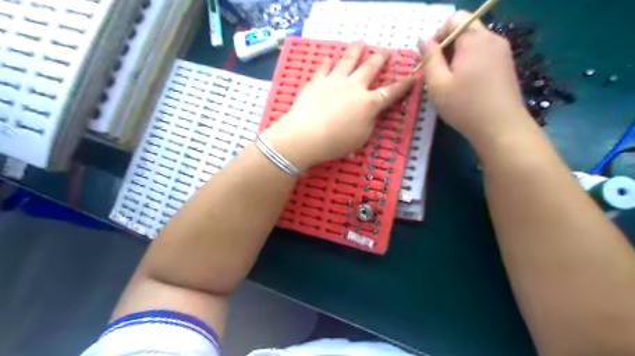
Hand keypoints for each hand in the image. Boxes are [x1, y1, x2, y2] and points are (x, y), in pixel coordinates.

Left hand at [261, 40, 414, 171]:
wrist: (306, 136)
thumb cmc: (336, 143)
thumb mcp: (361, 138)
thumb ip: (369, 122)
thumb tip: (370, 113)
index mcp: (369, 103)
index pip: (390, 92)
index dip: (403, 85)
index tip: (413, 76)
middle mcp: (354, 87)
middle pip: (370, 67)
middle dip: (380, 58)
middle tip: (386, 50)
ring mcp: (335, 81)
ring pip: (348, 60)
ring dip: (356, 50)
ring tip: (361, 43)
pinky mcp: (317, 81)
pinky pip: (324, 68)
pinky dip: (328, 62)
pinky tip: (329, 58)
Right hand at [420, 10, 530, 147]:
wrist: (501, 127)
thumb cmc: (464, 105)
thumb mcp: (437, 84)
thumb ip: (429, 58)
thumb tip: (423, 39)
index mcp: (474, 39)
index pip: (454, 19)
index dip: (437, 35)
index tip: (430, 60)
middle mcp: (492, 38)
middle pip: (465, 30)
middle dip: (447, 47)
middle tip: (437, 73)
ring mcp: (503, 52)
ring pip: (474, 43)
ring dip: (457, 57)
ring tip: (450, 82)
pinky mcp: (506, 65)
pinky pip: (483, 55)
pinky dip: (470, 63)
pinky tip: (466, 86)